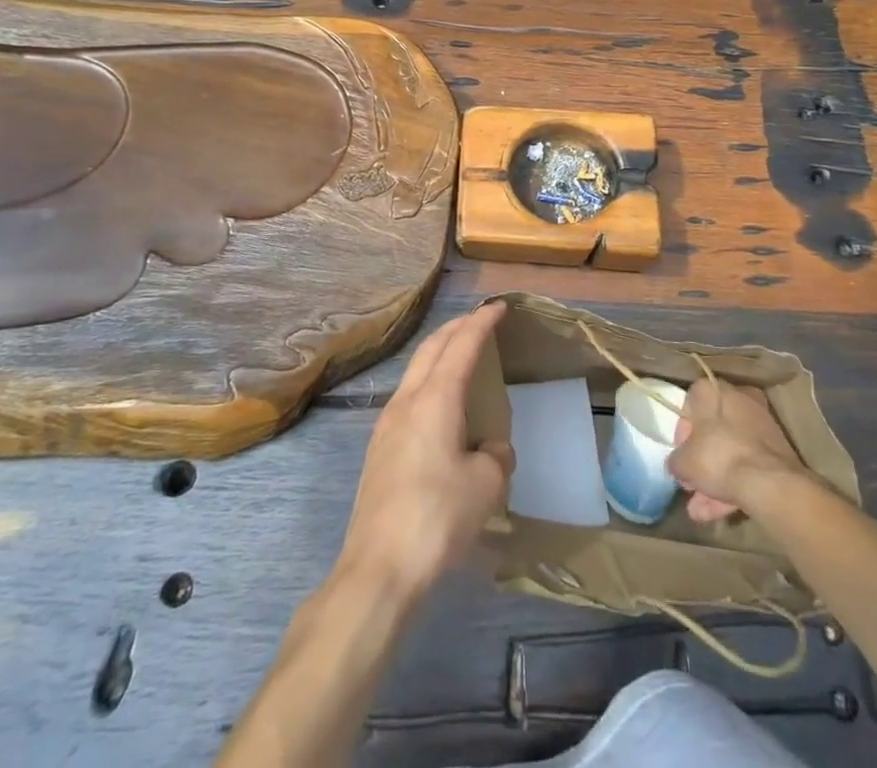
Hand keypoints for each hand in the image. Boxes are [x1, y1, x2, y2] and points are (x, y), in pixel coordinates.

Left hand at [338, 302, 514, 601]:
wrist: (378, 568)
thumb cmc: (438, 517)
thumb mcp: (486, 486)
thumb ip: (495, 456)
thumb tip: (491, 449)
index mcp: (435, 399)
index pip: (461, 345)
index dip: (481, 322)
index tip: (498, 307)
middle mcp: (407, 401)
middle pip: (431, 349)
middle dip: (455, 328)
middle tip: (479, 320)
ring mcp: (387, 425)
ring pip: (415, 371)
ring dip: (438, 354)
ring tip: (460, 356)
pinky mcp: (379, 450)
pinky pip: (408, 397)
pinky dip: (428, 382)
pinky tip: (439, 405)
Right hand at [669, 378, 805, 522]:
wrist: (769, 483)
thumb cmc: (718, 457)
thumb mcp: (683, 462)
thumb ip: (676, 460)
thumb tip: (679, 464)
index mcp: (714, 390)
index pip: (691, 402)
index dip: (683, 430)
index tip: (681, 453)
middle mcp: (739, 399)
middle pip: (714, 431)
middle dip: (701, 462)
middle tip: (690, 484)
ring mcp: (761, 425)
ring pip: (732, 452)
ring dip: (715, 480)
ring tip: (699, 511)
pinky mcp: (777, 451)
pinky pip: (748, 465)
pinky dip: (733, 486)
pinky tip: (717, 514)